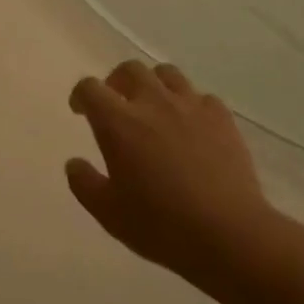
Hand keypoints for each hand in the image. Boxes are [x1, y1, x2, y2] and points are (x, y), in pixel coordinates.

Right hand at [66, 61, 271, 287]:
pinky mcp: (221, 117)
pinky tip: (190, 125)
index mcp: (118, 123)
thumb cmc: (161, 225)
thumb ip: (84, 183)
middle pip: (129, 69)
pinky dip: (189, 104)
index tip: (80, 111)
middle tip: (116, 103)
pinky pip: (201, 96)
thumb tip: (74, 163)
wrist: (228, 234)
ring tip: (153, 107)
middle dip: (116, 81)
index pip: (90, 88)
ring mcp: (190, 106)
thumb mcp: (108, 213)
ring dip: (153, 84)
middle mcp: (153, 103)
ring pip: (167, 73)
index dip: (81, 95)